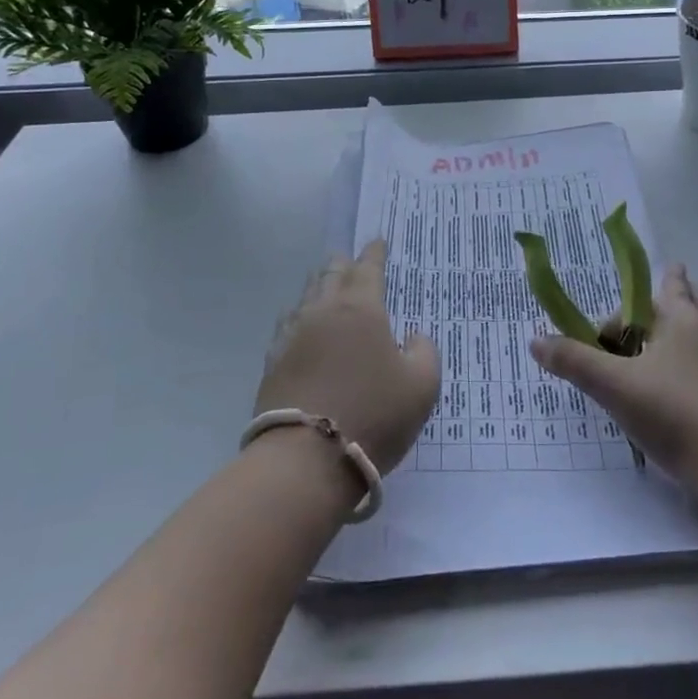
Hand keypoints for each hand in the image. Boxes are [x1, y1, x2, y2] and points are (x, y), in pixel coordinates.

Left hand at [254, 240, 439, 473]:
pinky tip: (300, 323)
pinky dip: (299, 315)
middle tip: (349, 259)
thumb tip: (412, 336)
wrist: (307, 458)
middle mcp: (323, 311)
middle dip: (342, 263)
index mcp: (362, 309)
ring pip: (305, 296)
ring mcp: (292, 335)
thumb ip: (424, 351)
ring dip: (318, 285)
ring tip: (324, 284)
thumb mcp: (422, 385)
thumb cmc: (375, 415)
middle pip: (331, 275)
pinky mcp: (273, 361)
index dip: (374, 253)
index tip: (377, 240)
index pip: (368, 268)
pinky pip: (287, 324)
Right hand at [531, 264, 697, 489]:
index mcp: (679, 321)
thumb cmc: (670, 412)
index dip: (623, 314)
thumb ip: (574, 361)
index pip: (648, 299)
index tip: (605, 339)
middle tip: (675, 279)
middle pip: (694, 300)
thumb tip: (536, 341)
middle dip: (680, 291)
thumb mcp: (612, 385)